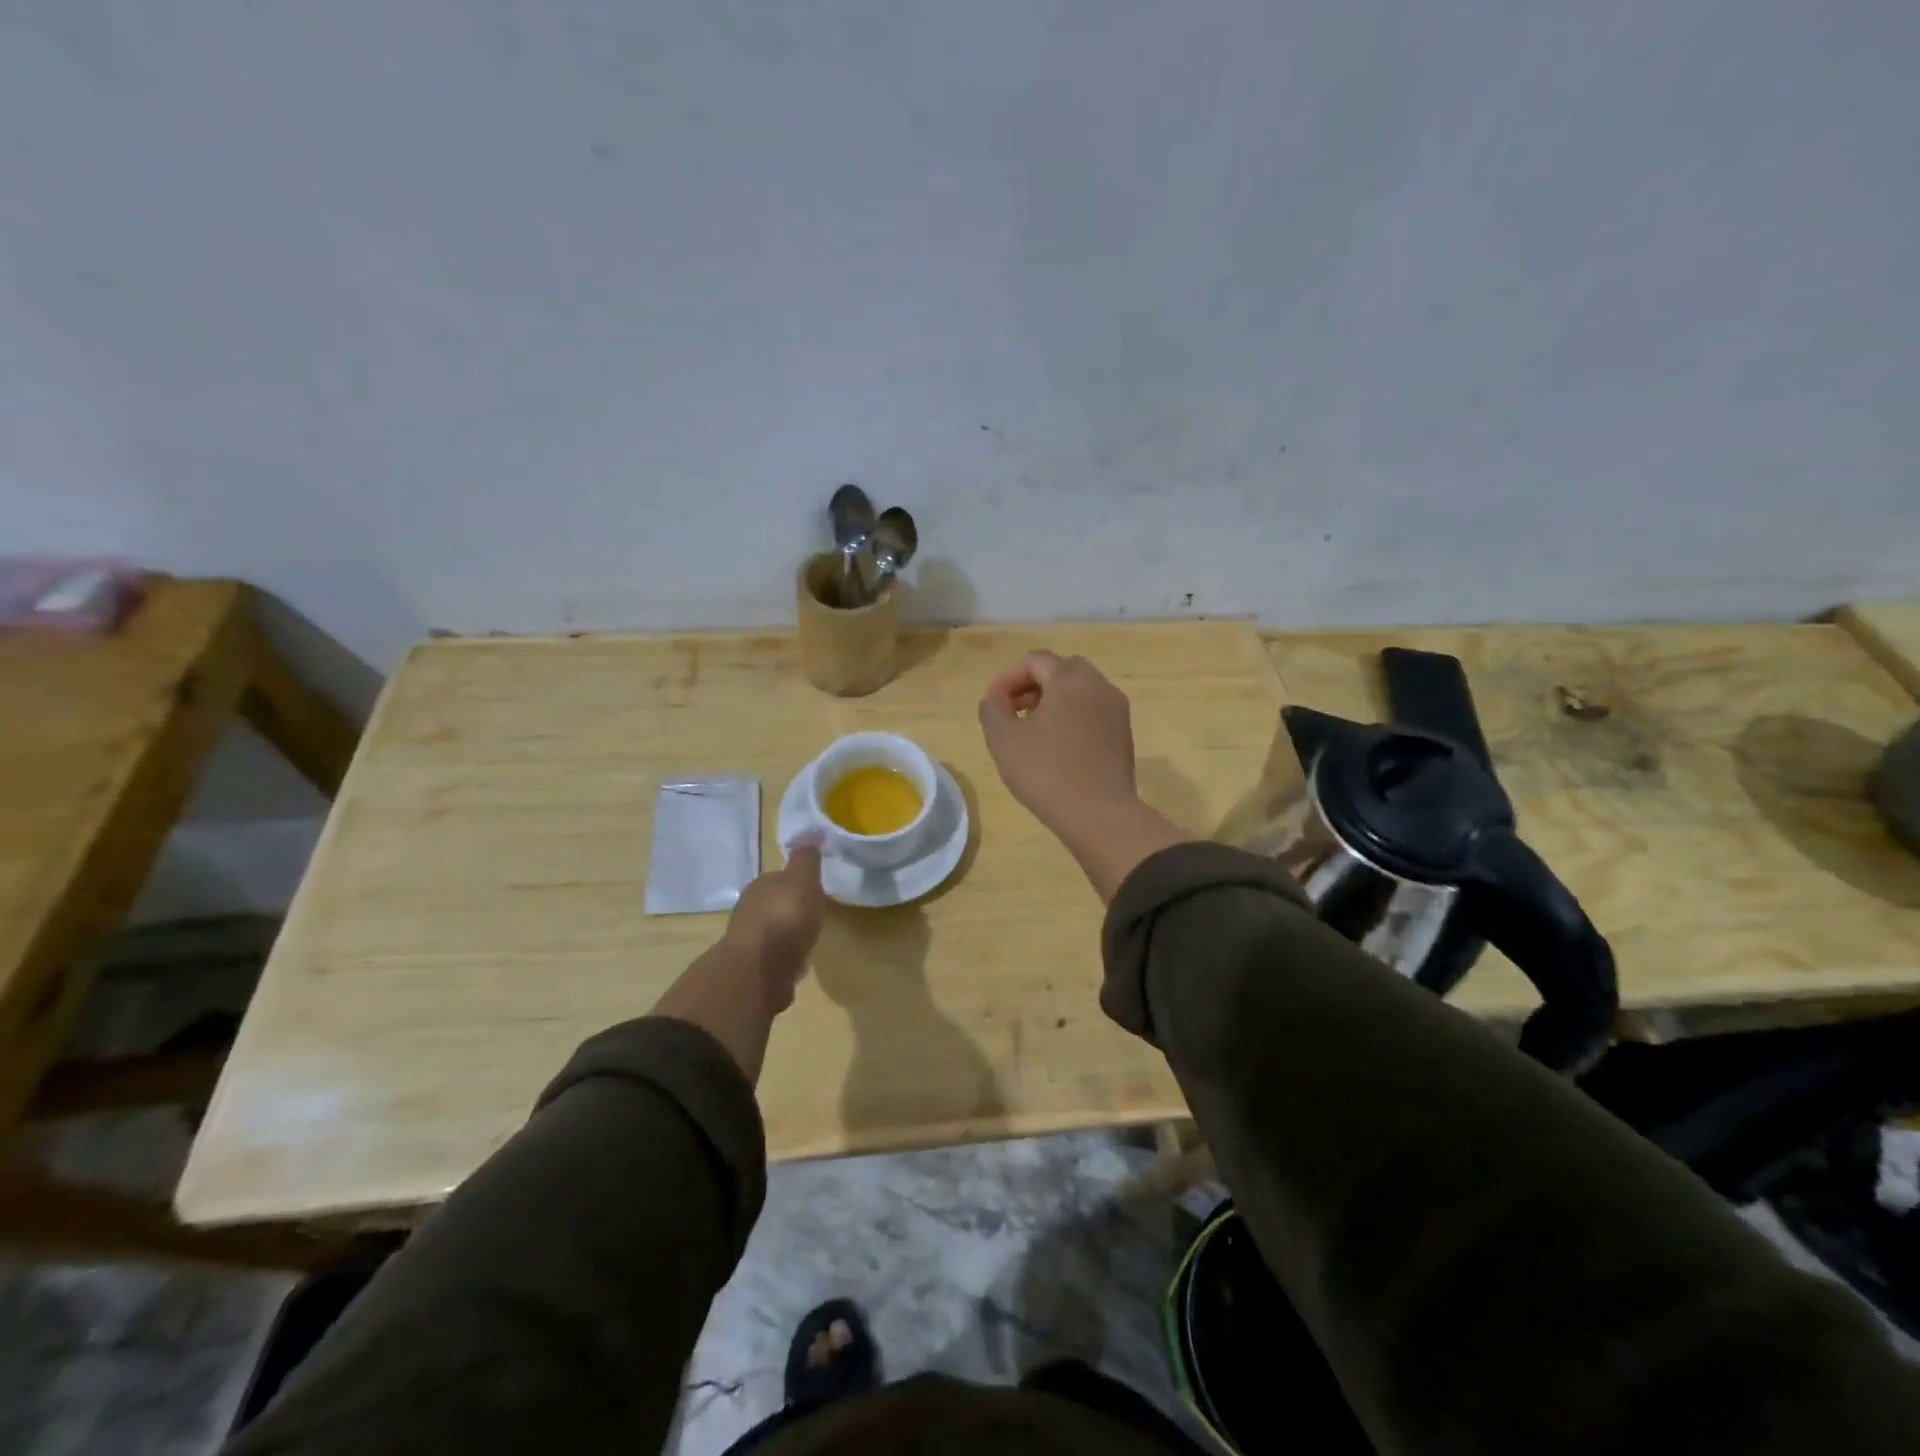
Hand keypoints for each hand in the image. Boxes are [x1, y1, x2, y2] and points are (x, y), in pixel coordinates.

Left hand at [723, 846, 825, 1009]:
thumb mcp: (802, 879)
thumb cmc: (785, 917)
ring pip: (771, 936)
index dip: (795, 883)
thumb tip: (811, 830)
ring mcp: (748, 944)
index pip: (778, 879)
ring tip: (805, 944)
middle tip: (810, 918)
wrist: (759, 970)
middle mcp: (748, 912)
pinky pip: (772, 962)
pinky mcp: (752, 973)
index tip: (812, 890)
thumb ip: (807, 859)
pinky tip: (795, 969)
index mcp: (760, 887)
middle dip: (789, 912)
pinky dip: (783, 963)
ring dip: (785, 939)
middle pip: (772, 907)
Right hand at [978, 651, 1138, 839]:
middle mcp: (1099, 685)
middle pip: (1061, 670)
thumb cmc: (1046, 772)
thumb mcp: (1003, 739)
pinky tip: (1058, 748)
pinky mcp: (1124, 735)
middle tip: (1014, 712)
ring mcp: (1116, 710)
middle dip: (1034, 685)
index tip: (993, 705)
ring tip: (1033, 731)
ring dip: (1054, 701)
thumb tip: (996, 698)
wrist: (1099, 814)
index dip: (1008, 678)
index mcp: (1070, 679)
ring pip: (1081, 691)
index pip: (1035, 660)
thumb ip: (993, 709)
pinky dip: (1073, 717)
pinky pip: (1094, 712)